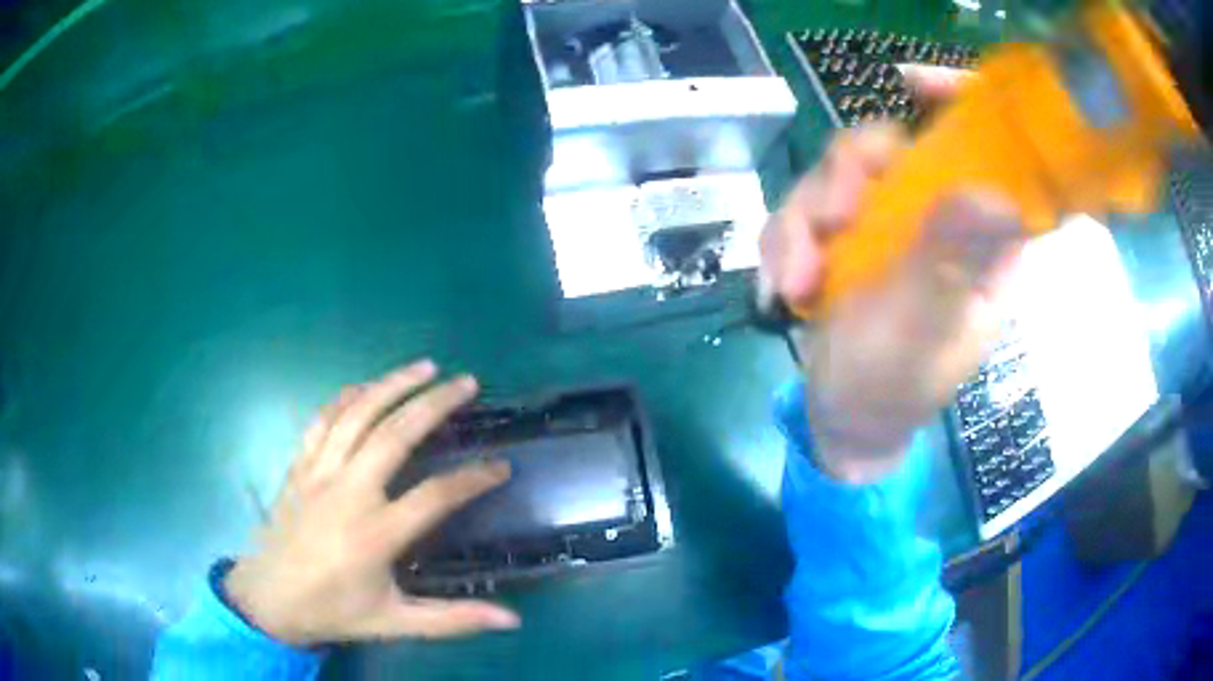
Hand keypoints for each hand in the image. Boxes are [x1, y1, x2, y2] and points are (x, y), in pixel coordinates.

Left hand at [225, 360, 519, 645]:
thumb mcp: (395, 623)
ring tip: (426, 367)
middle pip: (395, 435)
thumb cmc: (334, 611)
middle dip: (435, 404)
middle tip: (467, 382)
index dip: (473, 478)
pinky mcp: (298, 466)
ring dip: (393, 385)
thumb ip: (453, 620)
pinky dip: (347, 396)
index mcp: (375, 535)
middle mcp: (347, 493)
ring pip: (357, 414)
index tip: (502, 467)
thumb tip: (513, 621)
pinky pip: (322, 419)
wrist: (268, 598)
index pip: (435, 496)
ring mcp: (318, 473)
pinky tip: (367, 386)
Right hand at [760, 70, 1023, 483]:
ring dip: (801, 222)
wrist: (844, 417)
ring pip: (835, 176)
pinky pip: (802, 209)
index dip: (956, 104)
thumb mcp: (927, 330)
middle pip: (888, 149)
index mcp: (979, 237)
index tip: (914, 83)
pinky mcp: (843, 237)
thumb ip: (950, 264)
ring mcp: (885, 224)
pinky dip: (781, 243)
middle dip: (845, 176)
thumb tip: (989, 193)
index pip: (981, 151)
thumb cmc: (897, 385)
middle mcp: (934, 217)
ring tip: (792, 281)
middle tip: (828, 222)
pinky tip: (778, 289)